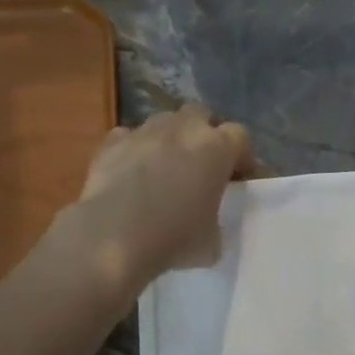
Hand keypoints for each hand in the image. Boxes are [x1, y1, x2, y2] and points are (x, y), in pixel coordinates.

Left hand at [66, 104, 255, 289]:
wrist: (113, 236)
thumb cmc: (174, 238)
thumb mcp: (212, 240)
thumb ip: (216, 217)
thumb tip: (207, 217)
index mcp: (216, 149)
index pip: (240, 136)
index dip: (241, 155)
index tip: (238, 177)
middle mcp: (182, 129)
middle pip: (202, 114)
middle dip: (205, 133)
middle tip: (202, 163)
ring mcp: (145, 132)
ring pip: (164, 121)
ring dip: (170, 138)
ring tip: (165, 166)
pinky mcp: (112, 142)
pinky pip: (130, 137)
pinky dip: (135, 149)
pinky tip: (131, 172)